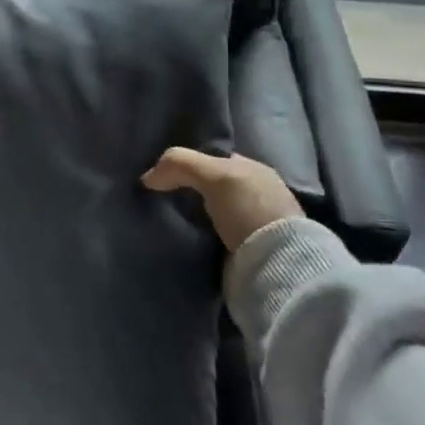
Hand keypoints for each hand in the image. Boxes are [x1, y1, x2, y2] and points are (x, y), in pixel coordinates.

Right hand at [142, 148, 301, 253]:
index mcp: (255, 170)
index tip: (164, 175)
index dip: (189, 164)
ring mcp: (255, 223)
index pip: (215, 159)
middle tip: (161, 198)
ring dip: (193, 216)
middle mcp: (257, 193)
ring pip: (212, 211)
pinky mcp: (249, 250)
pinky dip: (200, 235)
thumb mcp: (214, 175)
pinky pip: (215, 235)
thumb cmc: (249, 210)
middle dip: (189, 191)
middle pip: (212, 186)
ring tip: (168, 220)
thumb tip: (147, 178)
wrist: (277, 265)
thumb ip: (179, 165)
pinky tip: (186, 237)